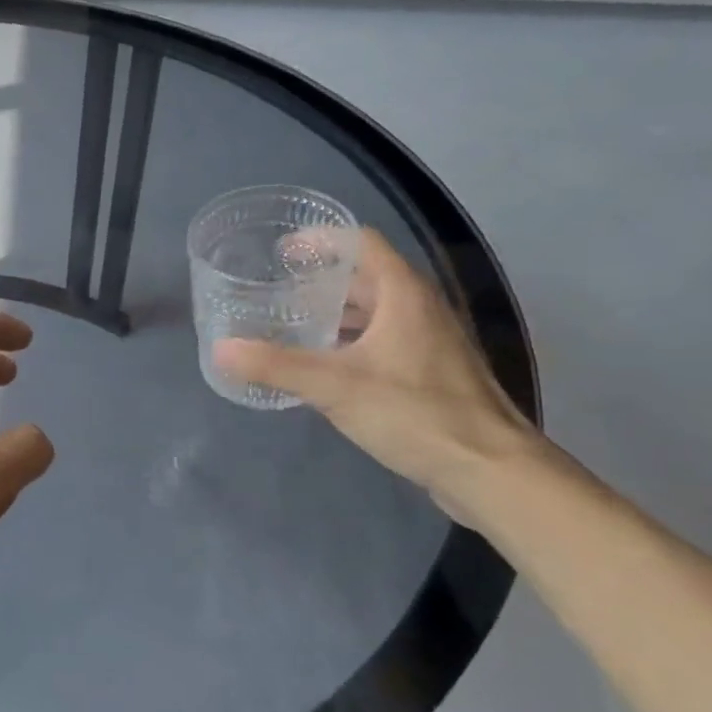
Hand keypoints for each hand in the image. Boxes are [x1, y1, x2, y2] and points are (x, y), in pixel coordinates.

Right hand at [215, 229, 541, 510]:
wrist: (491, 471)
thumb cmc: (415, 413)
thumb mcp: (335, 387)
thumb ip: (276, 366)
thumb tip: (220, 349)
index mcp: (403, 294)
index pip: (361, 243)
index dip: (321, 240)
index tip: (282, 251)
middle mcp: (420, 308)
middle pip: (366, 277)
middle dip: (320, 281)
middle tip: (277, 291)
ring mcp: (430, 342)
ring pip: (375, 312)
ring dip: (335, 314)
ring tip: (292, 326)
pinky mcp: (432, 374)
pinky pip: (383, 341)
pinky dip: (351, 342)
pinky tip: (325, 367)